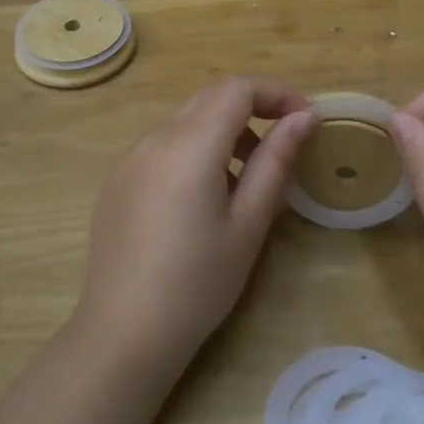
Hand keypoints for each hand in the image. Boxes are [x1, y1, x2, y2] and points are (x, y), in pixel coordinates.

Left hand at [78, 76, 315, 377]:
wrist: (123, 333)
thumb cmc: (198, 284)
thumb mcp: (248, 224)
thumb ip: (276, 162)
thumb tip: (303, 118)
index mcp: (189, 146)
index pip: (237, 89)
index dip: (277, 93)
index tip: (306, 120)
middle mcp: (154, 138)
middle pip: (210, 96)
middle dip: (253, 106)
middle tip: (285, 141)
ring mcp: (129, 157)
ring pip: (186, 118)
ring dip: (223, 128)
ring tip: (247, 175)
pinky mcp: (117, 178)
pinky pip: (163, 143)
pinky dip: (195, 147)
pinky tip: (204, 195)